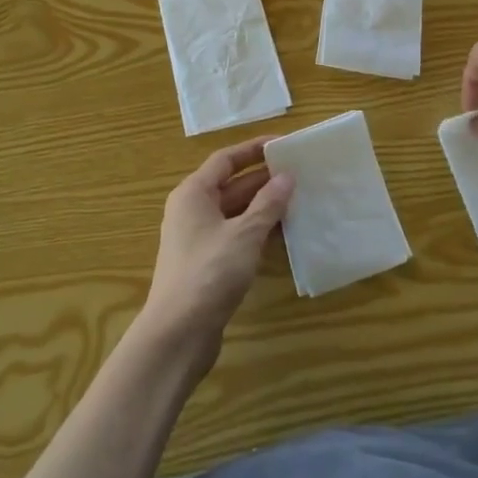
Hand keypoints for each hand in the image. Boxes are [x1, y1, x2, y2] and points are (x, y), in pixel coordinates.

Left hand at [142, 138, 293, 368]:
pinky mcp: (207, 263)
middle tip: (300, 173)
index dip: (254, 149)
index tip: (284, 144)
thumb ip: (268, 204)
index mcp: (193, 194)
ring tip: (299, 199)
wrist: (178, 333)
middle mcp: (192, 210)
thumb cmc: (209, 273)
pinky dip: (258, 230)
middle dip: (264, 179)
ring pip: (236, 211)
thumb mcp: (244, 234)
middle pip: (231, 184)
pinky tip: (284, 232)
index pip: (225, 159)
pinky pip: (236, 235)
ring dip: (264, 206)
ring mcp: (199, 238)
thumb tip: (287, 177)